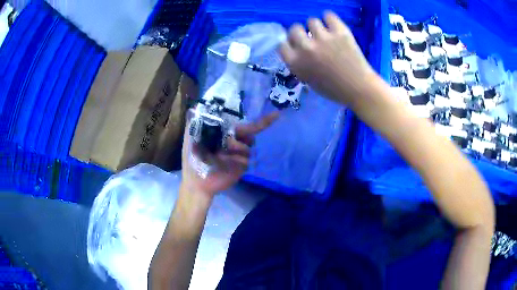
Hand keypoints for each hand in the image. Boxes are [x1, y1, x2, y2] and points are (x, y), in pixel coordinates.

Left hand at [181, 112, 278, 199]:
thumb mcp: (189, 138)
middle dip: (244, 135)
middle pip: (250, 134)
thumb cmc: (192, 159)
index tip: (277, 115)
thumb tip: (194, 107)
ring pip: (248, 147)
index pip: (244, 125)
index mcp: (225, 135)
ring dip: (236, 149)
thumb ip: (193, 123)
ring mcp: (239, 156)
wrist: (196, 182)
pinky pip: (246, 160)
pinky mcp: (241, 167)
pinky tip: (224, 164)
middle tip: (227, 142)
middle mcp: (235, 143)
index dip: (261, 121)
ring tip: (220, 155)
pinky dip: (236, 161)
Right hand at [279, 11, 376, 105]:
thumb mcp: (308, 80)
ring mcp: (323, 39)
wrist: (358, 89)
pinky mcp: (339, 32)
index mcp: (296, 63)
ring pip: (312, 21)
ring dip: (317, 26)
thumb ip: (300, 63)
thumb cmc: (333, 89)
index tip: (297, 44)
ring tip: (326, 33)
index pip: (282, 45)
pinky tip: (333, 26)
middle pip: (294, 29)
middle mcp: (306, 48)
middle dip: (301, 32)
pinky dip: (330, 19)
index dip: (290, 43)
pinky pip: (328, 15)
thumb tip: (298, 48)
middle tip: (311, 37)